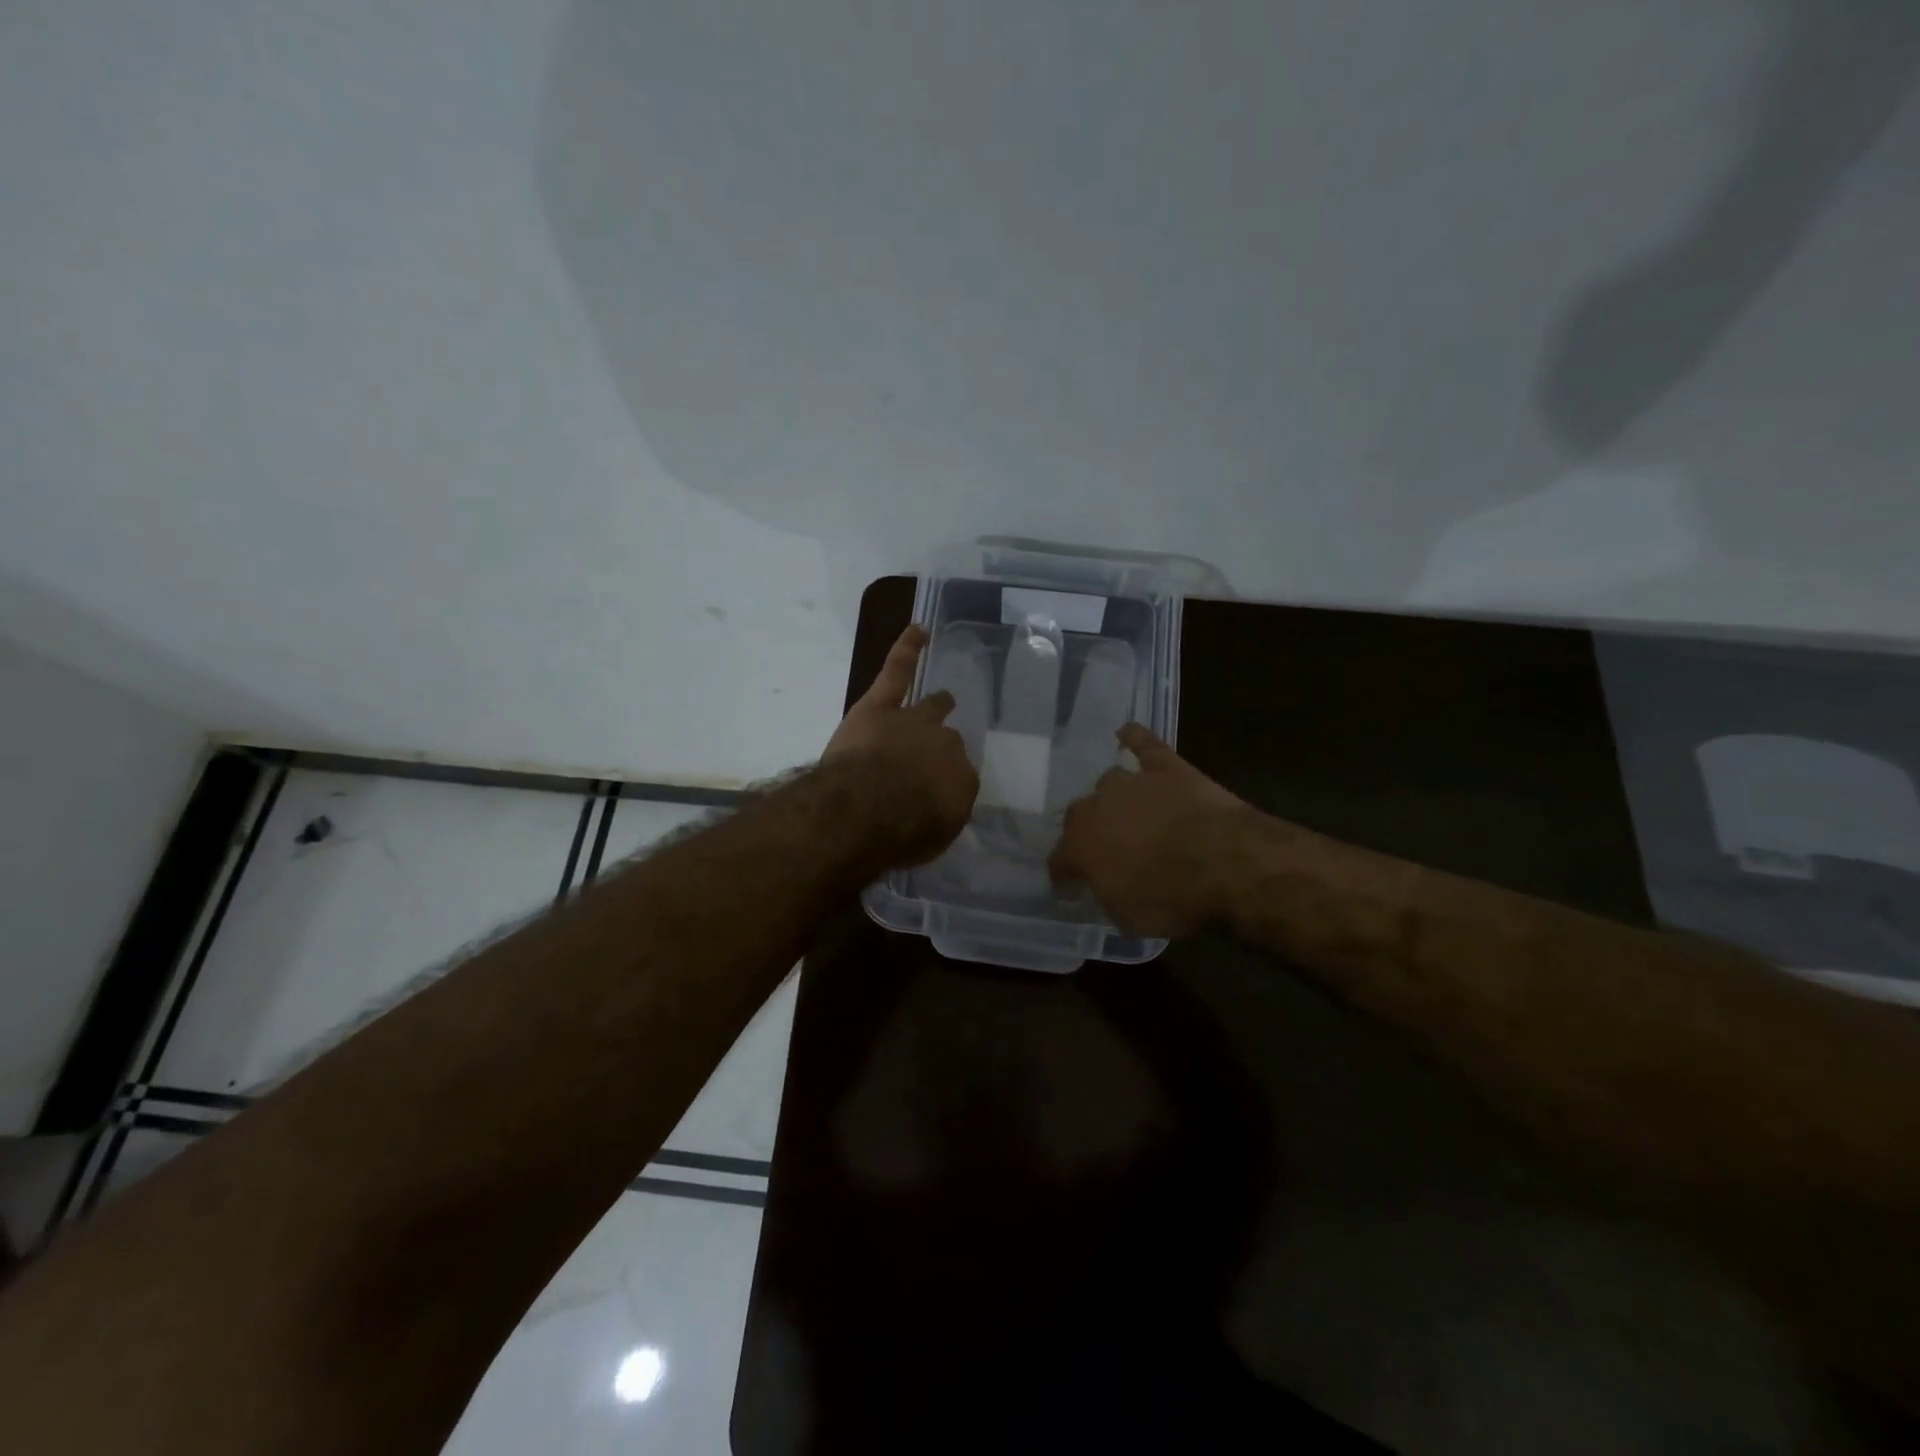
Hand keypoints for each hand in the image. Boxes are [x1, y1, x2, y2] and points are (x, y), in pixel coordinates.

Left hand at [823, 625, 978, 866]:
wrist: (868, 807)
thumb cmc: (902, 833)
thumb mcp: (934, 838)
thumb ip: (938, 817)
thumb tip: (935, 806)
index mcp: (961, 780)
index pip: (959, 777)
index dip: (945, 784)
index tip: (934, 795)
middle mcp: (945, 746)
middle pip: (949, 741)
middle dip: (942, 748)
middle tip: (932, 759)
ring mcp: (913, 720)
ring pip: (930, 707)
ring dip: (937, 705)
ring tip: (943, 699)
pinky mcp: (881, 704)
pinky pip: (898, 670)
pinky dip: (908, 648)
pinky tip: (919, 631)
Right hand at [1050, 724, 1249, 938]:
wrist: (1223, 860)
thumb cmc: (1171, 898)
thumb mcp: (1128, 917)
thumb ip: (1107, 895)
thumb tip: (1103, 886)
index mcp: (1079, 846)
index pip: (1059, 861)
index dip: (1065, 875)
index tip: (1072, 888)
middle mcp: (1095, 807)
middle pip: (1079, 817)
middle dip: (1088, 833)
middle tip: (1107, 851)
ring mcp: (1131, 782)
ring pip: (1109, 782)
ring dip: (1114, 798)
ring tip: (1128, 812)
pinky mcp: (1166, 766)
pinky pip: (1143, 744)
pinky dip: (1135, 739)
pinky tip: (1126, 733)